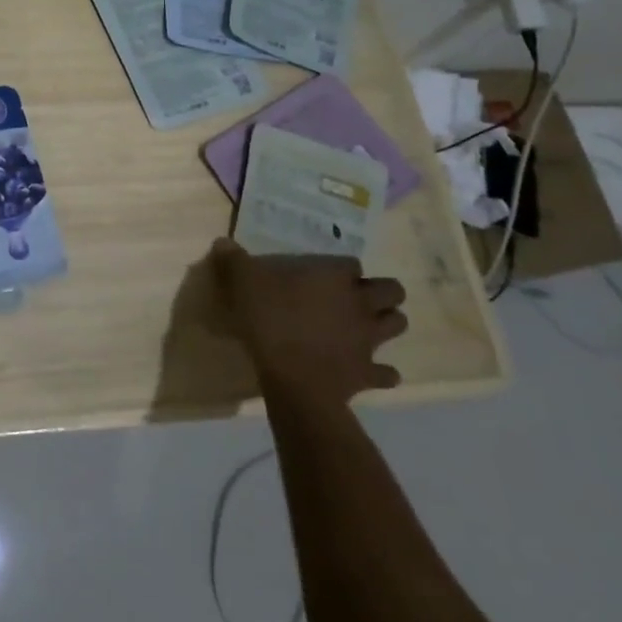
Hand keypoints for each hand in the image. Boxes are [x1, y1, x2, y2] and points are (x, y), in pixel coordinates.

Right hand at [206, 239, 407, 409]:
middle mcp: (360, 304)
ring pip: (398, 325)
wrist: (294, 380)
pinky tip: (368, 370)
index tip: (326, 274)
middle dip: (381, 293)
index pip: (351, 264)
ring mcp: (369, 340)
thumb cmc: (270, 322)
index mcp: (334, 279)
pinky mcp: (369, 373)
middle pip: (393, 290)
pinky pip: (387, 373)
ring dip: (387, 324)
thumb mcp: (242, 283)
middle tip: (357, 298)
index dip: (342, 269)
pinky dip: (382, 372)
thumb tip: (223, 242)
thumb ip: (234, 261)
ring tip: (365, 327)